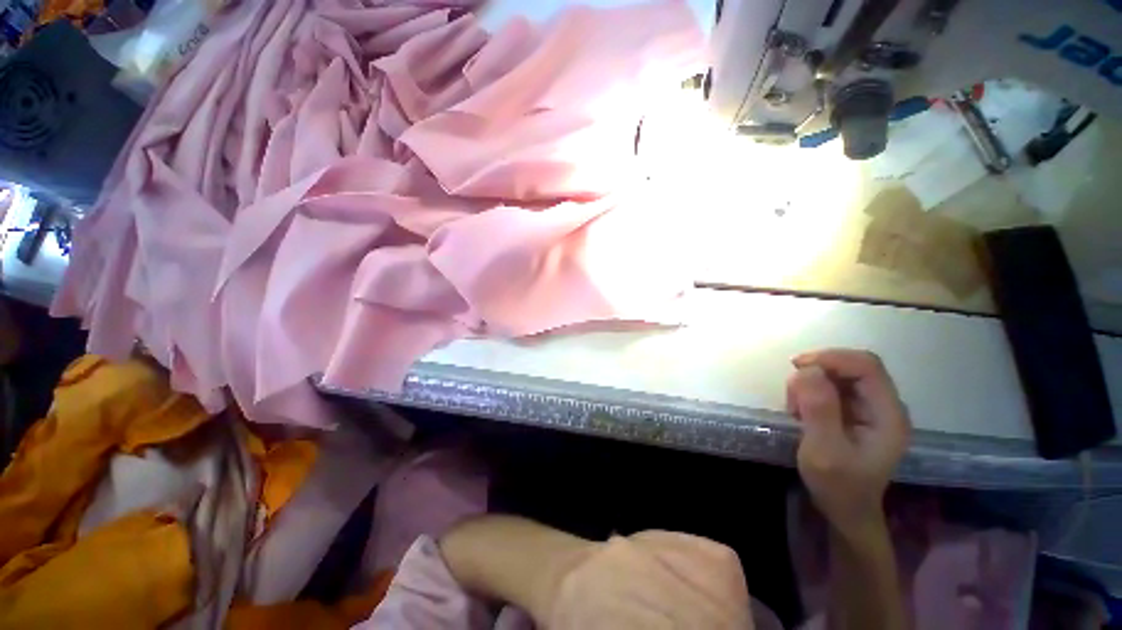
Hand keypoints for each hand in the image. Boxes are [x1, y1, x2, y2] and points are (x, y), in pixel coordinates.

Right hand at [786, 349, 910, 534]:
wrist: (845, 509)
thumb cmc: (838, 485)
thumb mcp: (823, 450)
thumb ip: (819, 410)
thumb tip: (808, 370)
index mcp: (888, 414)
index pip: (867, 366)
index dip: (832, 358)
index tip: (798, 366)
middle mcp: (884, 406)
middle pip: (853, 366)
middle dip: (818, 370)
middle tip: (792, 392)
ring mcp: (870, 408)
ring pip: (839, 374)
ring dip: (810, 383)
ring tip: (796, 410)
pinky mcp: (855, 412)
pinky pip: (831, 386)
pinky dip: (810, 391)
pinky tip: (802, 412)